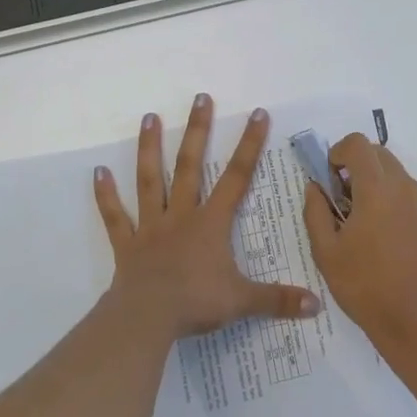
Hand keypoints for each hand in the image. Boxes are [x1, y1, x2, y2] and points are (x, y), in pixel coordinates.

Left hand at [95, 95, 320, 338]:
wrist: (147, 318)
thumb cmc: (196, 303)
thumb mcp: (243, 301)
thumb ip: (278, 299)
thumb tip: (317, 305)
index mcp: (211, 223)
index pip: (236, 177)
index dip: (249, 145)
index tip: (257, 113)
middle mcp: (181, 215)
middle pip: (190, 166)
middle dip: (198, 131)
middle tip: (200, 97)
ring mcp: (151, 227)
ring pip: (150, 180)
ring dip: (149, 149)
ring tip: (149, 117)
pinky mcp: (127, 245)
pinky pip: (115, 216)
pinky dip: (106, 195)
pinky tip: (98, 172)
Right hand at [301, 133, 416, 355]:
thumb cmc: (364, 286)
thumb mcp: (326, 252)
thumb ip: (315, 211)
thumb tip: (315, 187)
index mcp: (376, 189)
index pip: (358, 144)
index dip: (338, 152)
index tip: (330, 179)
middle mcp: (406, 188)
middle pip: (379, 155)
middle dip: (357, 167)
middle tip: (343, 201)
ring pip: (398, 177)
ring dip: (377, 186)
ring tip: (365, 225)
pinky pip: (413, 199)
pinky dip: (396, 204)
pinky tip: (388, 241)